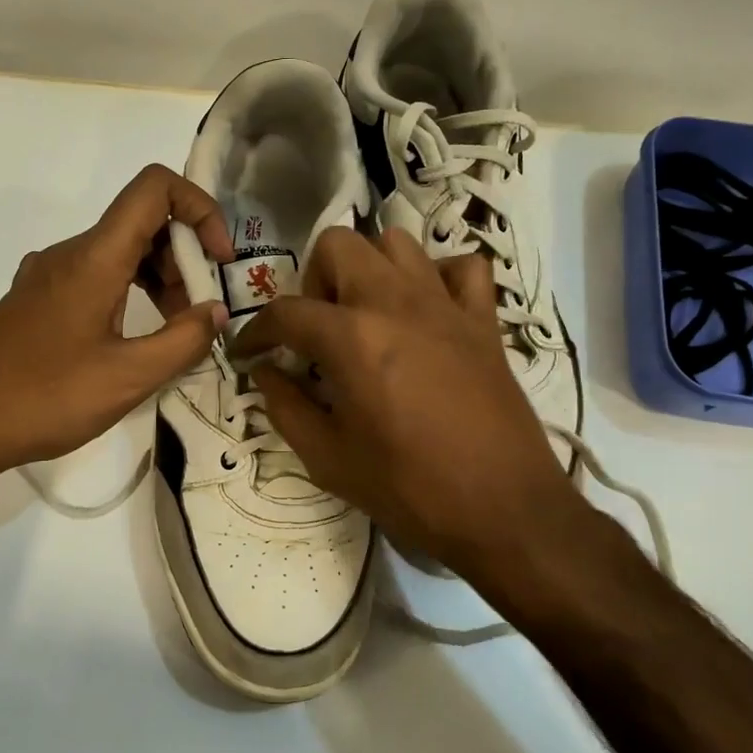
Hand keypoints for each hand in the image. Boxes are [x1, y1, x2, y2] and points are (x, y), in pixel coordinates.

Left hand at [0, 164, 233, 482]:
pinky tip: (134, 341)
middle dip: (185, 258)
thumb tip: (216, 312)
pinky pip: (96, 276)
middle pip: (142, 223)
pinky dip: (129, 293)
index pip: (154, 189)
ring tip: (174, 333)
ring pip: (119, 253)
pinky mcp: (36, 300)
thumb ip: (183, 341)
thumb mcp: (128, 378)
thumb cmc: (44, 399)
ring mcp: (47, 275)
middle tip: (199, 314)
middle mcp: (70, 253)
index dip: (200, 209)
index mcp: (94, 258)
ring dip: (158, 280)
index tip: (219, 261)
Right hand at [235, 227, 583, 585]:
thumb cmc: (409, 490)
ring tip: (366, 315)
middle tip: (317, 331)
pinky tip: (427, 311)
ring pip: (397, 242)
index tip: (249, 353)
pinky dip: (438, 277)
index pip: (286, 312)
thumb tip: (265, 373)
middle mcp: (395, 302)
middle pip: (338, 245)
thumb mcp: (328, 459)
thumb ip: (286, 408)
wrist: (503, 511)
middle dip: (313, 280)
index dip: (256, 332)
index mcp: (351, 338)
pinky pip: (462, 268)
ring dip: (370, 268)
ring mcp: (445, 304)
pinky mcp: (484, 319)